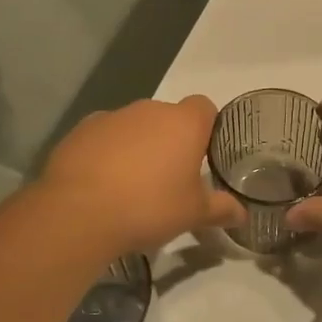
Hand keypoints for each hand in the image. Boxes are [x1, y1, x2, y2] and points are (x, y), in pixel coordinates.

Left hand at [37, 96, 246, 255]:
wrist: (79, 212)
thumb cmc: (149, 207)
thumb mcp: (193, 214)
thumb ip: (221, 209)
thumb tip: (242, 213)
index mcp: (183, 123)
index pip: (205, 107)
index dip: (207, 128)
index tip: (203, 155)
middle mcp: (149, 110)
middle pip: (168, 117)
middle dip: (170, 141)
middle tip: (170, 177)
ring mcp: (112, 117)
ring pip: (134, 126)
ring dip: (138, 146)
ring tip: (132, 184)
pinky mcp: (81, 130)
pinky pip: (104, 136)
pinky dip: (107, 152)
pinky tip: (102, 183)